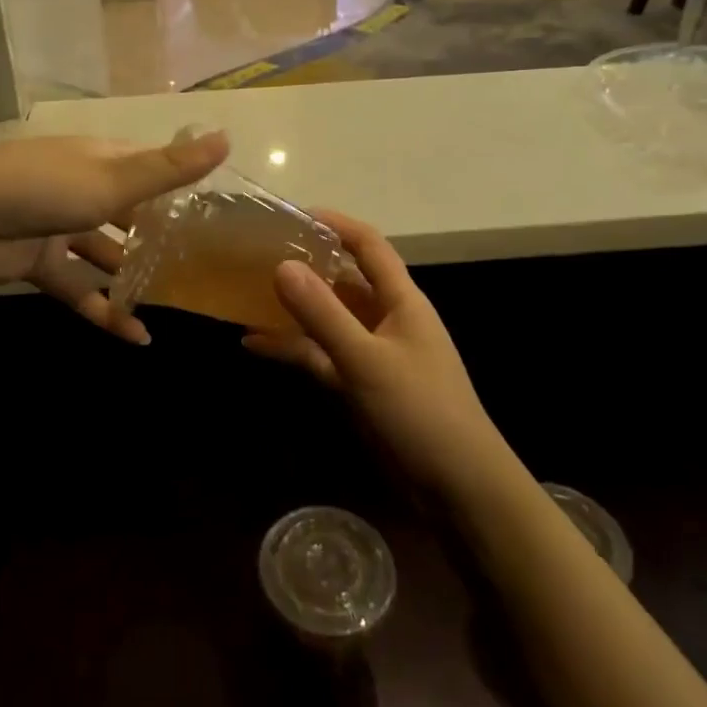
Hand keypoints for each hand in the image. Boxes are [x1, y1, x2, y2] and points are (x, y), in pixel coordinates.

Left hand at [0, 130, 228, 343]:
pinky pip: (80, 286)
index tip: (212, 213)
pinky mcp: (39, 262)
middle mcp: (81, 187)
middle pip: (128, 212)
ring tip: (172, 304)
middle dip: (157, 237)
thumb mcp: (114, 178)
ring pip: (104, 252)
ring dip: (132, 277)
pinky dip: (104, 309)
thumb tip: (228, 137)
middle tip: (197, 267)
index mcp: (99, 159)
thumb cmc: (45, 188)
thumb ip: (170, 169)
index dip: (178, 185)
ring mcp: (58, 226)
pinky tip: (135, 336)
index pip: (148, 167)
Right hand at [243, 212, 506, 492]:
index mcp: (401, 300)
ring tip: (246, 295)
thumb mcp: (366, 360)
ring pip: (328, 319)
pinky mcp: (362, 385)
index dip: (334, 224)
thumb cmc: (421, 411)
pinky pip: (322, 356)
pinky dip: (293, 348)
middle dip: (305, 266)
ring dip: (293, 309)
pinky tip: (254, 345)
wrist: (460, 490)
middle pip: (343, 279)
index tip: (291, 215)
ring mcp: (374, 353)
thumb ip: (323, 314)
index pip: (368, 245)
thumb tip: (281, 265)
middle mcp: (387, 318)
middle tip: (257, 255)